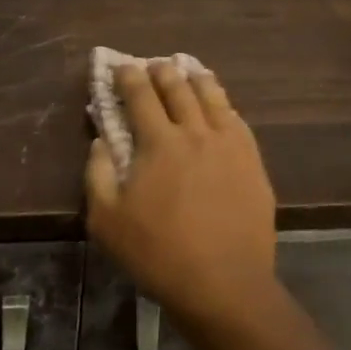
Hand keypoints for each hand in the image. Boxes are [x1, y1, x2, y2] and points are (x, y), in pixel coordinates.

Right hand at [85, 60, 277, 328]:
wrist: (225, 284)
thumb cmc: (159, 255)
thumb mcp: (107, 222)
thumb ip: (98, 174)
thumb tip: (100, 140)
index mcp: (159, 142)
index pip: (140, 94)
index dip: (128, 76)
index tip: (121, 65)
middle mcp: (195, 130)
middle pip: (177, 87)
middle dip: (162, 70)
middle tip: (153, 65)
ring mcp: (228, 142)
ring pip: (211, 95)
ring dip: (195, 78)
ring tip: (188, 70)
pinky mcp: (252, 159)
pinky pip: (236, 118)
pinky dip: (223, 103)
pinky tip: (220, 105)